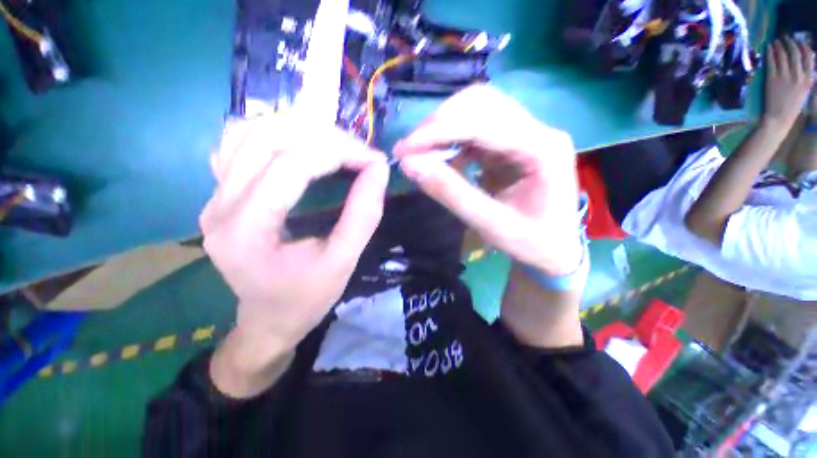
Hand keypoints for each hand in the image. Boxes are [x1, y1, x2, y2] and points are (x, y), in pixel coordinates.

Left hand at [202, 114, 388, 380]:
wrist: (268, 320)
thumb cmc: (306, 299)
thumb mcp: (343, 263)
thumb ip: (363, 215)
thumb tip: (378, 170)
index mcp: (246, 231)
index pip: (291, 166)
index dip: (339, 153)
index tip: (375, 160)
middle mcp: (219, 206)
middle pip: (266, 138)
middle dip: (324, 137)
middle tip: (359, 152)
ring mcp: (213, 197)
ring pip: (249, 133)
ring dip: (300, 130)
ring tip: (336, 147)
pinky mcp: (220, 195)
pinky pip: (239, 145)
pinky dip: (276, 136)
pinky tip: (301, 150)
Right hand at [393, 85, 581, 275]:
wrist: (554, 249)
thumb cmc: (532, 243)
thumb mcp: (490, 225)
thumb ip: (451, 193)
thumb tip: (409, 165)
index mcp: (543, 149)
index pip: (483, 122)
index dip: (439, 131)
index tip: (404, 149)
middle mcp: (538, 130)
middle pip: (481, 103)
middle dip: (438, 123)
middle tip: (410, 150)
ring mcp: (525, 133)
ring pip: (476, 110)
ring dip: (443, 128)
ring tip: (421, 153)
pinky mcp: (512, 143)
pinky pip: (476, 129)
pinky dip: (451, 140)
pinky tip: (441, 158)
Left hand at [763, 37, 814, 128]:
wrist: (779, 118)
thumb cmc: (792, 106)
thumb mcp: (805, 92)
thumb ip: (808, 79)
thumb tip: (811, 67)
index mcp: (807, 79)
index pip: (809, 57)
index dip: (804, 46)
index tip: (799, 41)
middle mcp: (797, 76)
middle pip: (795, 53)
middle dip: (790, 42)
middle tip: (785, 37)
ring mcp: (784, 77)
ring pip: (782, 55)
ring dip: (779, 46)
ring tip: (775, 41)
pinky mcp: (772, 79)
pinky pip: (771, 62)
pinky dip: (770, 53)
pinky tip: (768, 48)